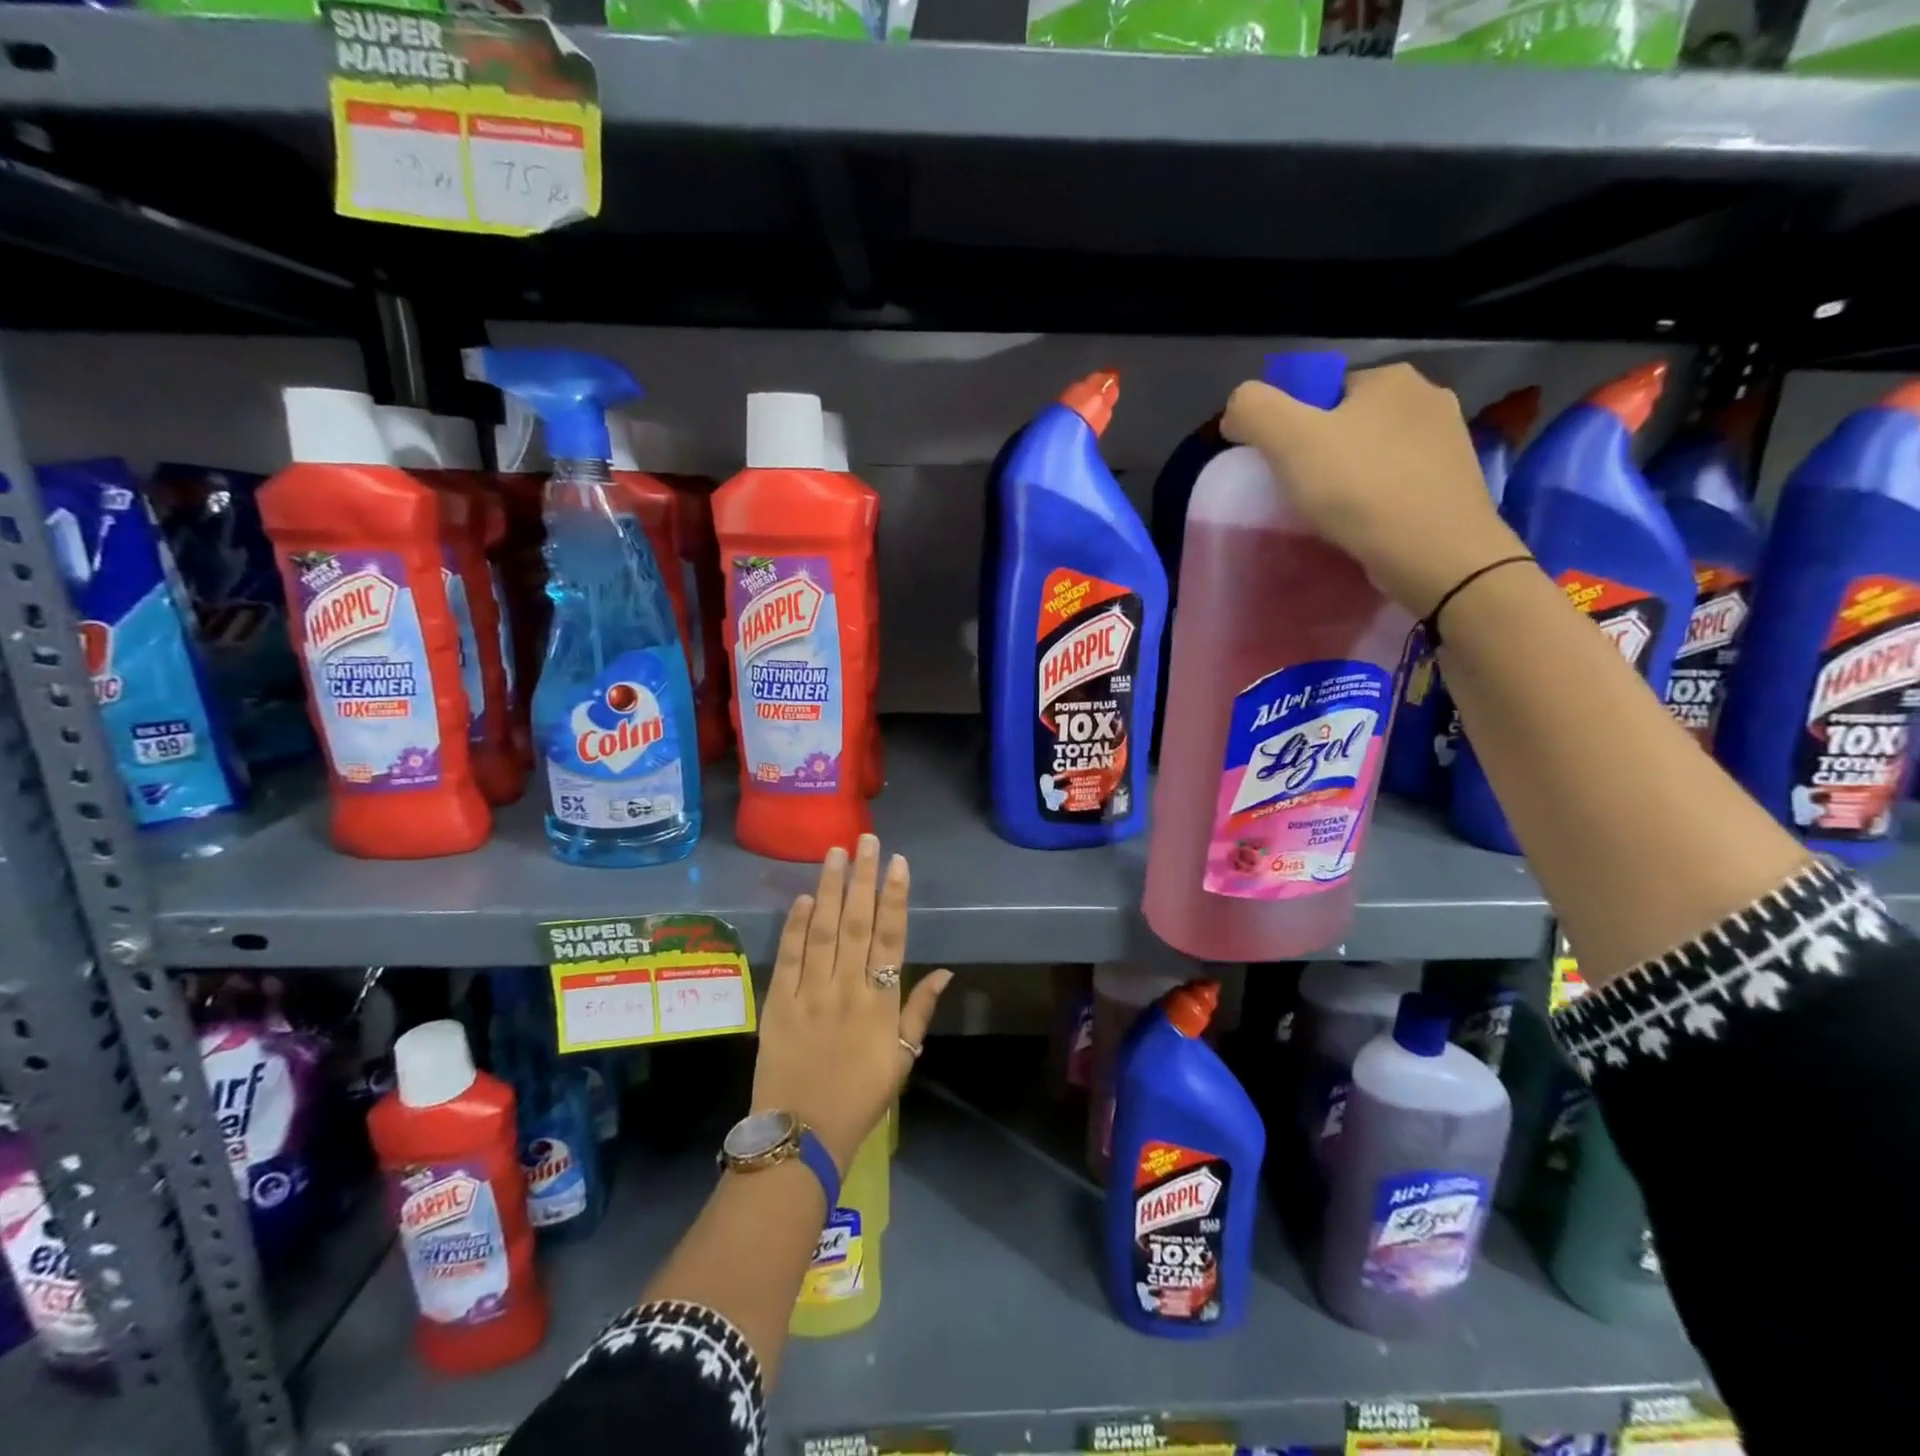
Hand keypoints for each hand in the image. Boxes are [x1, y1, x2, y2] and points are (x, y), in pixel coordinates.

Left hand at [751, 834, 951, 1172]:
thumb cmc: (861, 1097)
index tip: (897, 863)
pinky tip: (802, 898)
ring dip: (829, 889)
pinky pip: (789, 958)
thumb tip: (945, 972)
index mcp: (881, 1003)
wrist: (802, 1135)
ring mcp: (810, 994)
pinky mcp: (778, 1003)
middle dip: (862, 878)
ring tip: (835, 853)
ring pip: (822, 931)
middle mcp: (847, 989)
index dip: (894, 898)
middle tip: (866, 839)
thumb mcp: (903, 1060)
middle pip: (856, 924)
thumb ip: (920, 1012)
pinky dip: (795, 926)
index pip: (891, 938)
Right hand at [1220, 362, 1527, 618]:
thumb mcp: (1288, 440)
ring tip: (1332, 514)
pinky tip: (1365, 525)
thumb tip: (1237, 409)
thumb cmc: (1360, 489)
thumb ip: (1253, 410)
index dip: (1292, 426)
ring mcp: (1450, 441)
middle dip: (1323, 452)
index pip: (1322, 392)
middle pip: (1350, 422)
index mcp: (1389, 377)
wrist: (1437, 554)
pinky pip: (1400, 482)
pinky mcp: (1457, 484)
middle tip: (1301, 493)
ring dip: (1352, 476)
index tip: (1280, 467)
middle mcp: (1428, 397)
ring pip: (1377, 453)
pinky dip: (1378, 499)